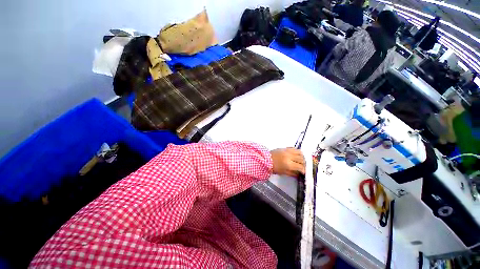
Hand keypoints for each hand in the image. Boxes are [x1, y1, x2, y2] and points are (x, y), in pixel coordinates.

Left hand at [270, 148, 305, 176]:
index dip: (303, 170)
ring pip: (300, 152)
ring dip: (302, 157)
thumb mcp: (283, 172)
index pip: (300, 167)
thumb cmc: (273, 168)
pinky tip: (297, 155)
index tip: (303, 172)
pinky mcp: (285, 148)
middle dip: (304, 164)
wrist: (265, 159)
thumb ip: (293, 173)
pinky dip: (298, 152)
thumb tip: (300, 174)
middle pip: (302, 159)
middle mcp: (289, 156)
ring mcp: (287, 151)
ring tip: (301, 161)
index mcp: (289, 164)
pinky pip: (294, 148)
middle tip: (303, 167)